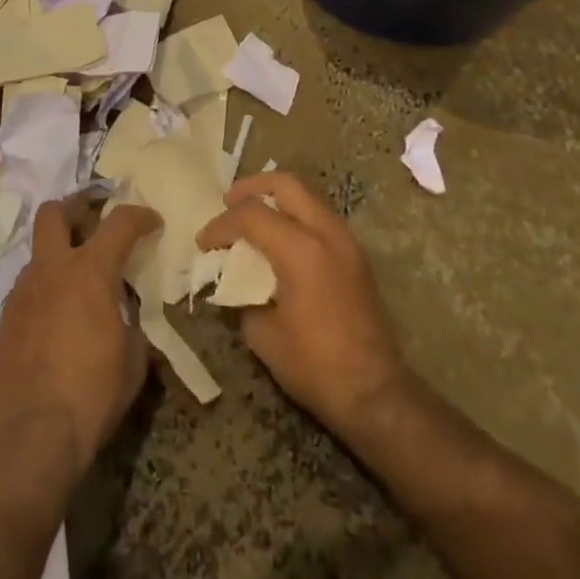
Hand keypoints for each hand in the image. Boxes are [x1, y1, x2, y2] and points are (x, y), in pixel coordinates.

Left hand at [0, 200, 161, 475]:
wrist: (27, 437)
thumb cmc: (90, 395)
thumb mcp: (132, 363)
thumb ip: (132, 329)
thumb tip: (127, 323)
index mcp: (90, 270)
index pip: (120, 222)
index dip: (140, 215)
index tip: (152, 222)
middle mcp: (52, 269)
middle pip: (55, 212)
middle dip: (76, 209)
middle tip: (95, 224)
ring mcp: (22, 291)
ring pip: (39, 250)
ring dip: (59, 253)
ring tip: (79, 283)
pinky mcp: (4, 319)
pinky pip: (28, 287)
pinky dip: (46, 289)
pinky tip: (58, 319)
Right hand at [197, 172, 407, 437]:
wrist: (376, 395)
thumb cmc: (315, 366)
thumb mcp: (263, 335)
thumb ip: (243, 295)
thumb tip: (234, 280)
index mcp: (301, 249)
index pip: (251, 215)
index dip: (221, 224)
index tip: (203, 242)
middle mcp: (326, 233)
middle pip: (286, 183)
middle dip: (252, 188)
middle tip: (229, 203)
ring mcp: (346, 241)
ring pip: (307, 195)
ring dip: (276, 199)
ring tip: (252, 218)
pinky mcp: (356, 255)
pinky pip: (320, 216)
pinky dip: (295, 215)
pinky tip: (279, 239)